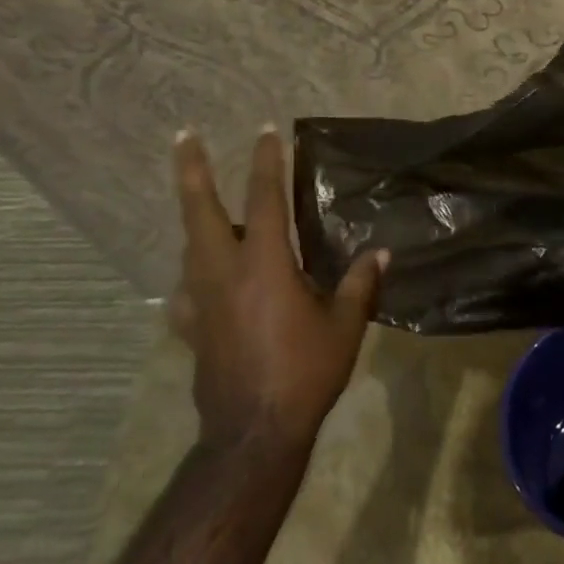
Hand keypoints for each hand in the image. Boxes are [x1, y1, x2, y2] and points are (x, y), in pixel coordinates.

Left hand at [170, 126, 386, 448]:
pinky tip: (202, 282)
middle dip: (192, 169)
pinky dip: (194, 277)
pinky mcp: (191, 328)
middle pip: (200, 211)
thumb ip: (360, 284)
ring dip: (197, 218)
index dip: (266, 162)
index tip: (266, 131)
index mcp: (264, 265)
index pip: (264, 200)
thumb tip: (380, 253)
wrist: (253, 432)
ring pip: (190, 246)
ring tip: (207, 205)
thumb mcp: (345, 326)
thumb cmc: (305, 372)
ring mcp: (200, 301)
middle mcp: (224, 273)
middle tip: (184, 136)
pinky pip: (186, 291)